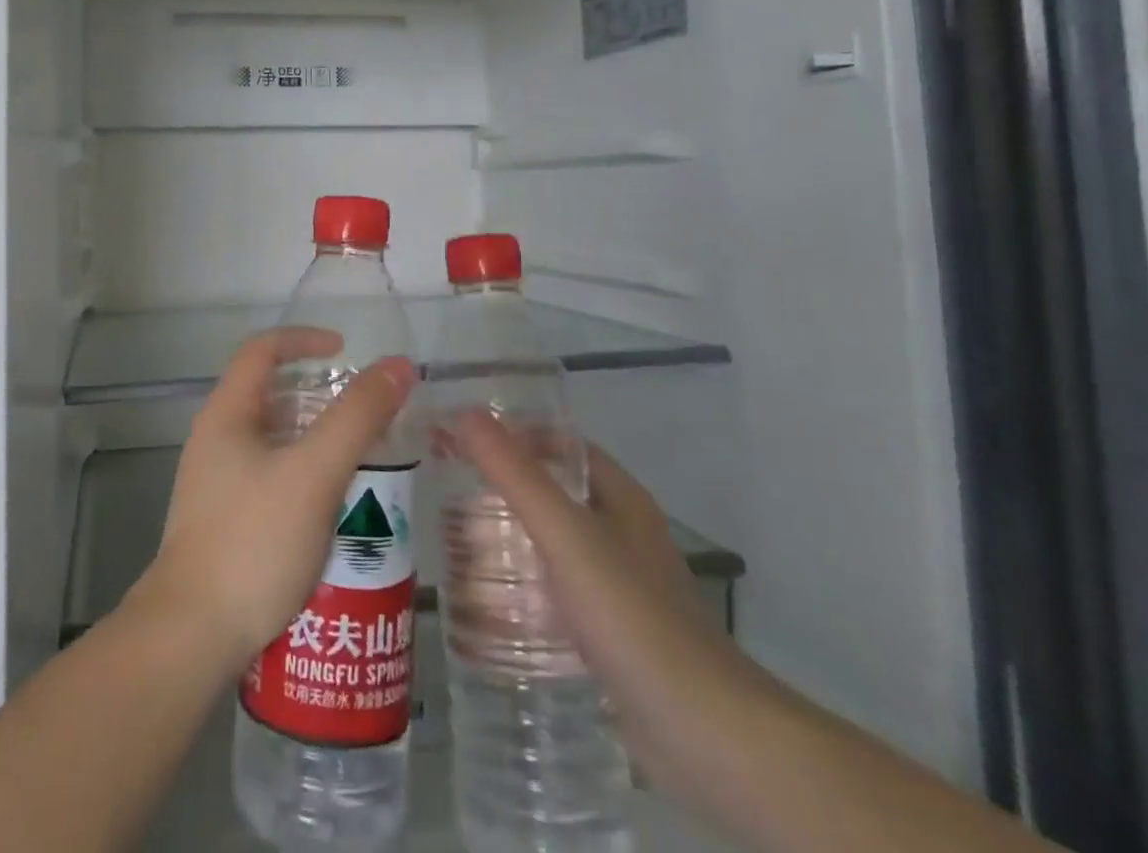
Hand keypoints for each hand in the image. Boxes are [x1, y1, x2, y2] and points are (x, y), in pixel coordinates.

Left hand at [136, 328, 417, 673]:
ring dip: (315, 441)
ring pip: (273, 441)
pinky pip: (270, 479)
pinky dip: (305, 477)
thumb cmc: (252, 542)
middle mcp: (215, 440)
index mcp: (226, 414)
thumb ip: (357, 418)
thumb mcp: (314, 474)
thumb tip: (398, 366)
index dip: (303, 339)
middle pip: (269, 395)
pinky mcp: (224, 521)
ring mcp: (215, 483)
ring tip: (362, 462)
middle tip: (363, 415)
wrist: (191, 637)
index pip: (261, 350)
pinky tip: (334, 512)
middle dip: (318, 396)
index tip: (345, 351)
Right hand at [452, 412, 769, 793]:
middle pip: (552, 490)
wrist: (702, 733)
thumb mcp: (566, 535)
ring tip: (453, 537)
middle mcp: (621, 531)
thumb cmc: (632, 615)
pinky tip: (488, 598)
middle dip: (501, 485)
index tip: (459, 435)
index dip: (511, 432)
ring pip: (552, 541)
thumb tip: (465, 413)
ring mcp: (619, 584)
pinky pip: (556, 589)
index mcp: (619, 496)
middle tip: (444, 485)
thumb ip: (515, 474)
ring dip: (508, 535)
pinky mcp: (611, 632)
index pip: (558, 443)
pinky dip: (522, 584)